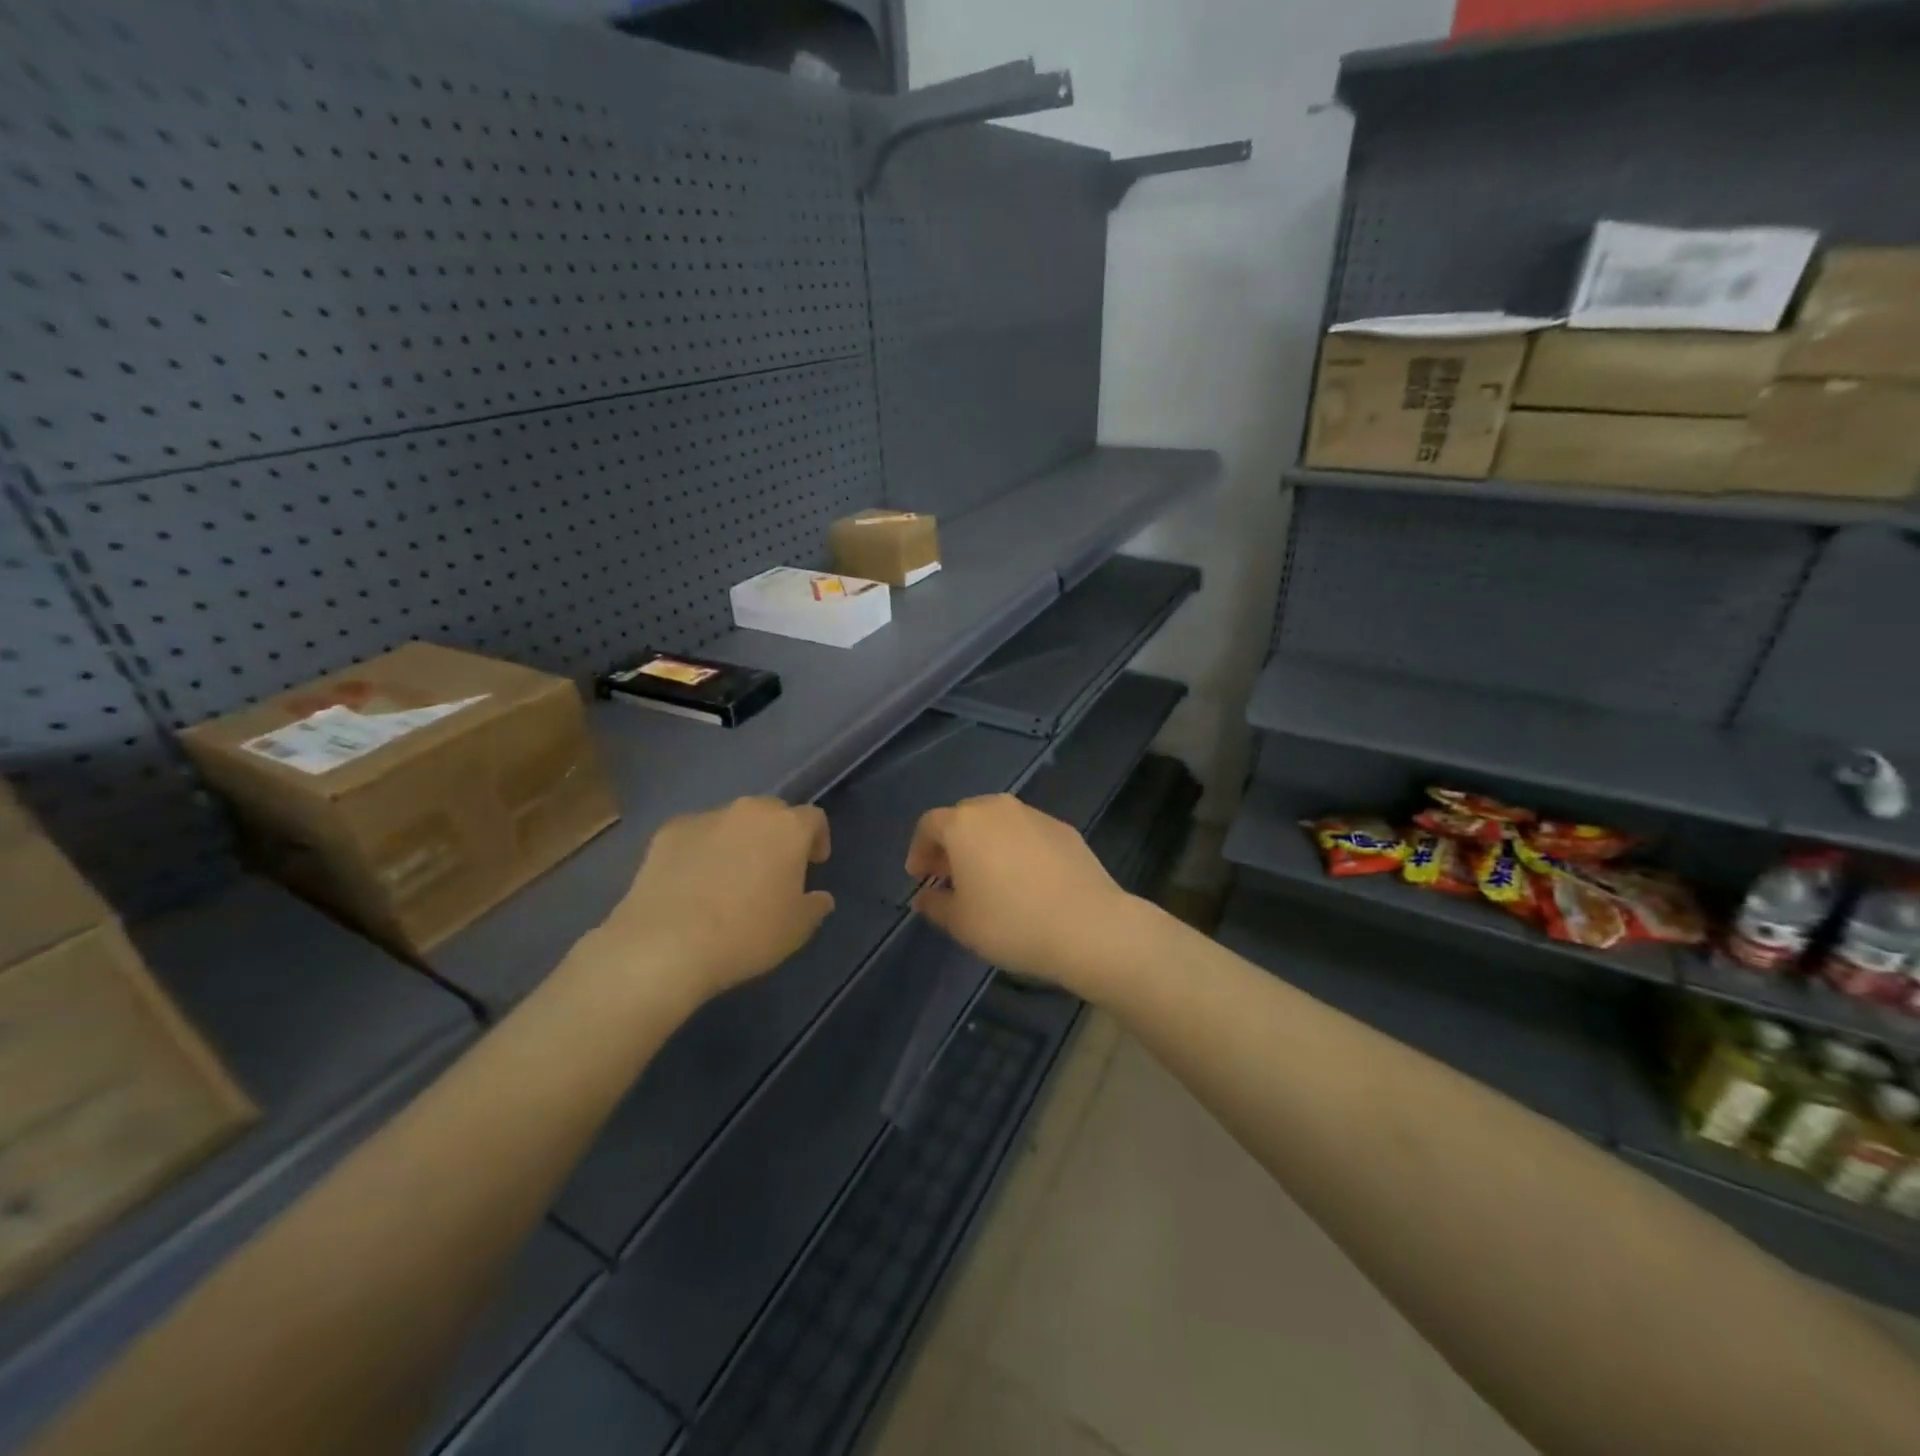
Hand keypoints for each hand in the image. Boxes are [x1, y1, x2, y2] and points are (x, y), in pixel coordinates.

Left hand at [582, 797, 834, 1007]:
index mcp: (788, 828)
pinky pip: (696, 835)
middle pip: (772, 813)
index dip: (817, 839)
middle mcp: (749, 811)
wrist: (666, 944)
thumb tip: (820, 897)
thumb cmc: (747, 934)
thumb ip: (814, 906)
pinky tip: (692, 882)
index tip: (813, 864)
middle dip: (776, 835)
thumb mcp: (797, 929)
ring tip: (728, 878)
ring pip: (732, 822)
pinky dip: (701, 851)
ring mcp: (706, 818)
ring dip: (738, 841)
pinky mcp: (668, 832)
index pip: (814, 818)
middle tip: (772, 870)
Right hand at [904, 795, 1136, 989]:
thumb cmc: (1011, 922)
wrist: (1087, 925)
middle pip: (964, 817)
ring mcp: (1034, 815)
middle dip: (951, 844)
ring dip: (985, 843)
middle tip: (950, 876)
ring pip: (998, 822)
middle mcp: (997, 808)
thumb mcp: (961, 923)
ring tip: (987, 878)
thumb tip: (925, 896)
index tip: (920, 877)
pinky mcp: (1063, 828)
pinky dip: (1016, 848)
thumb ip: (935, 904)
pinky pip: (1027, 832)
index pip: (929, 825)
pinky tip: (1024, 879)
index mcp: (964, 824)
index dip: (919, 850)